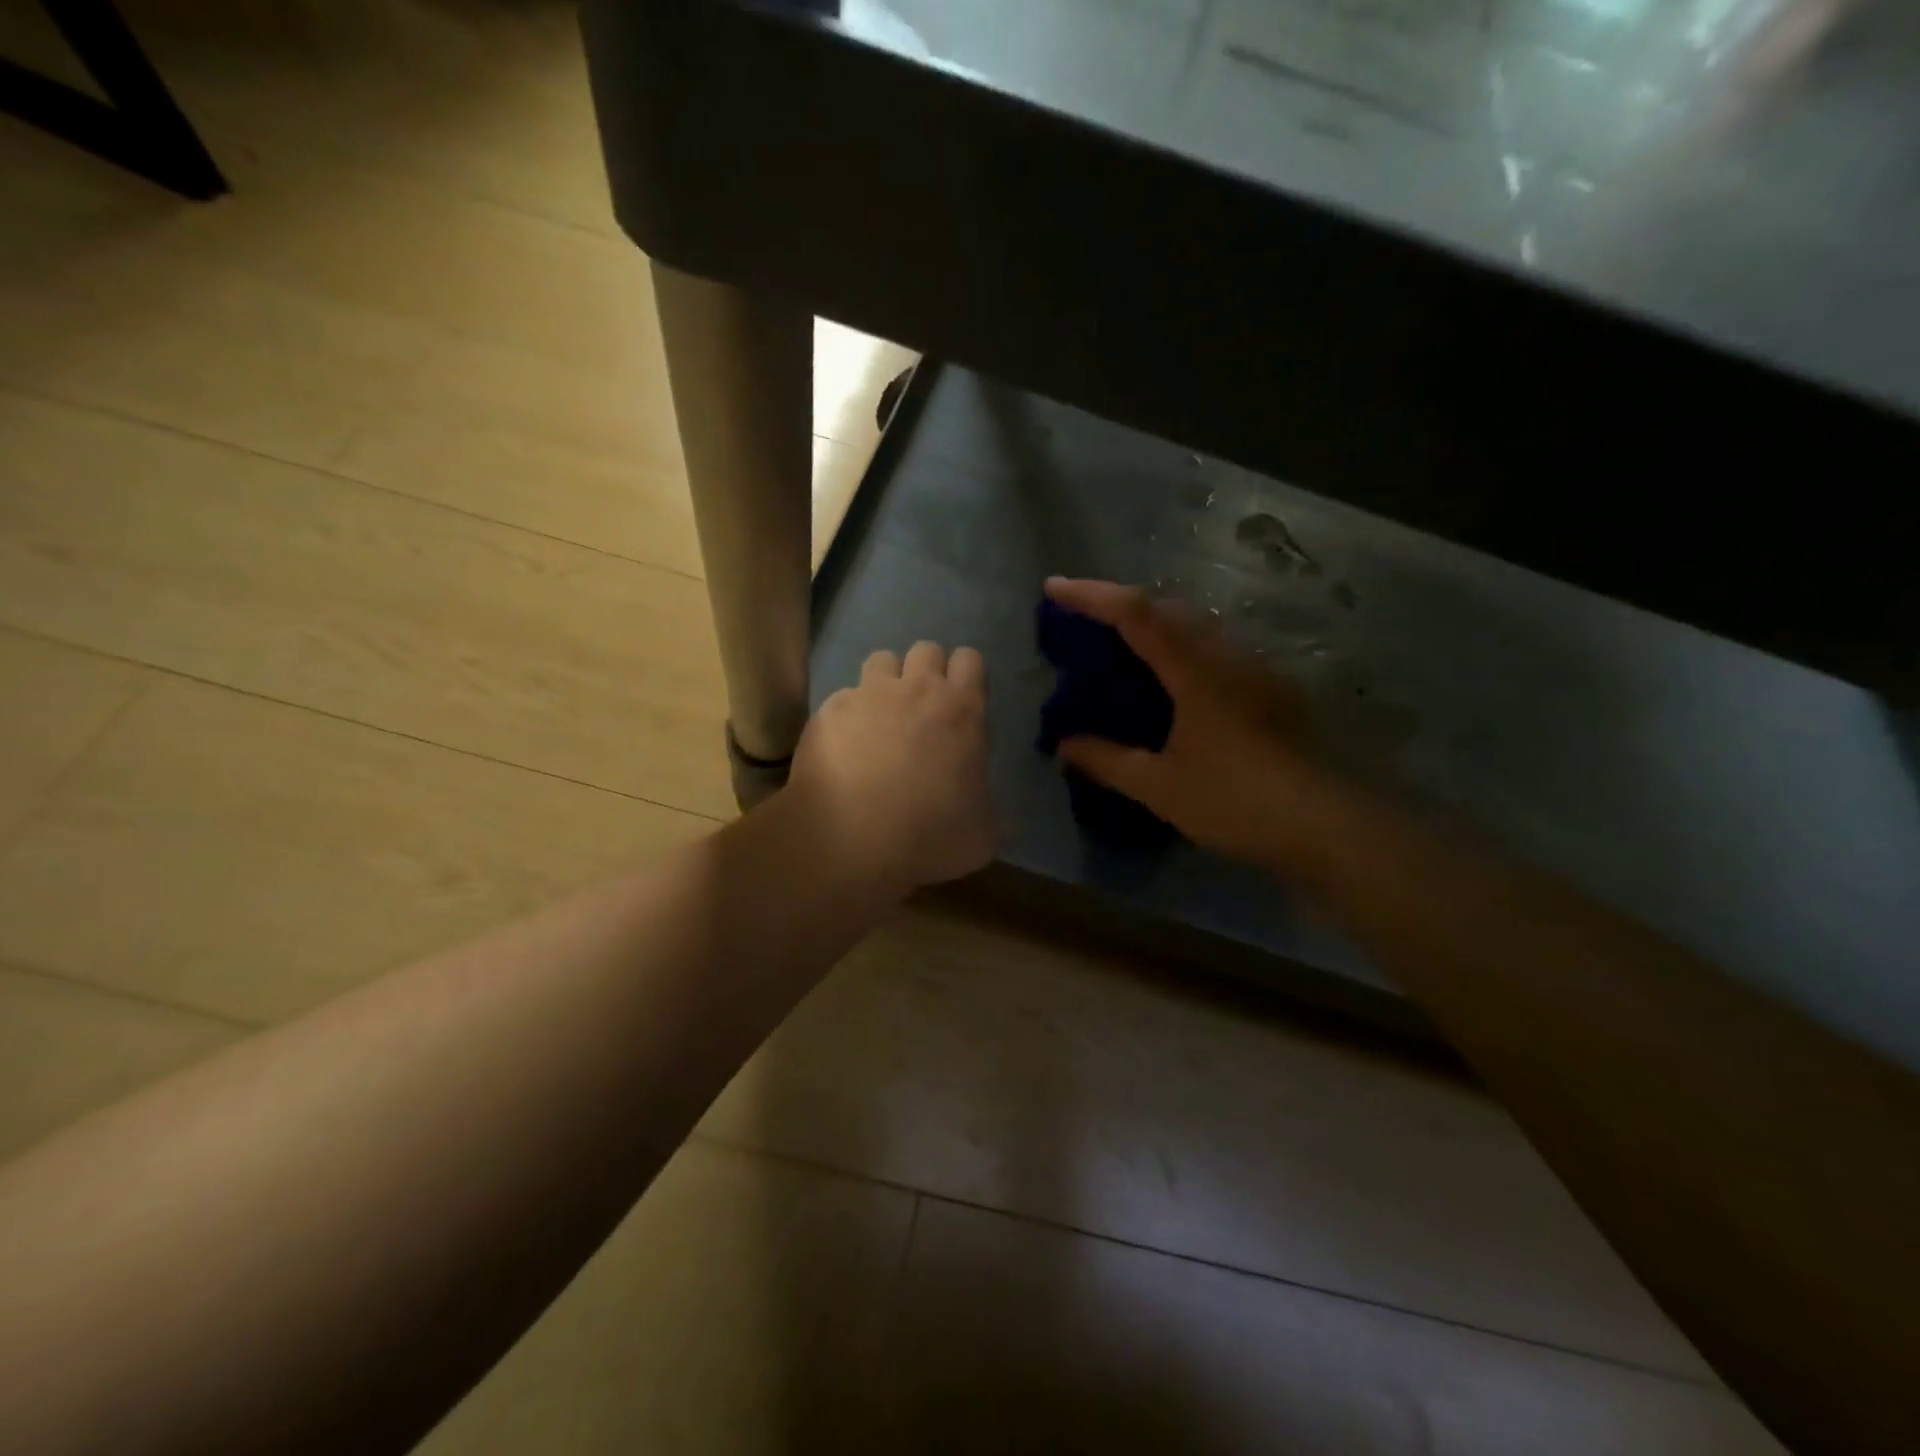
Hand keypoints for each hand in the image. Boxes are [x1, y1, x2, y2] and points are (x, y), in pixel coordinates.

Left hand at [787, 641, 994, 893]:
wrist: (851, 843)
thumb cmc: (928, 838)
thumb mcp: (982, 835)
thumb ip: (989, 808)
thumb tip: (993, 811)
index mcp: (962, 710)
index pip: (970, 659)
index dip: (965, 677)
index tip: (960, 703)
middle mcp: (916, 690)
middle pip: (926, 650)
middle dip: (926, 672)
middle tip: (922, 710)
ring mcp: (868, 696)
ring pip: (881, 660)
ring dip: (885, 682)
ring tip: (880, 717)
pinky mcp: (828, 712)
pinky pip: (842, 697)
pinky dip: (847, 714)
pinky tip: (843, 746)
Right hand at [1044, 577, 1334, 867]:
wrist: (1322, 825)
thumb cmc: (1234, 802)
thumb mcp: (1159, 786)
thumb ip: (1107, 760)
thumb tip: (1064, 745)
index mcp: (1195, 671)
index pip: (1136, 613)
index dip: (1092, 595)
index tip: (1053, 587)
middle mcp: (1226, 656)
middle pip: (1167, 607)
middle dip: (1118, 602)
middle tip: (1080, 618)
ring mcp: (1252, 670)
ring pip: (1193, 626)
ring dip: (1151, 623)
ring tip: (1116, 643)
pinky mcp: (1267, 689)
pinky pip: (1211, 649)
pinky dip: (1176, 648)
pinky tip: (1166, 680)